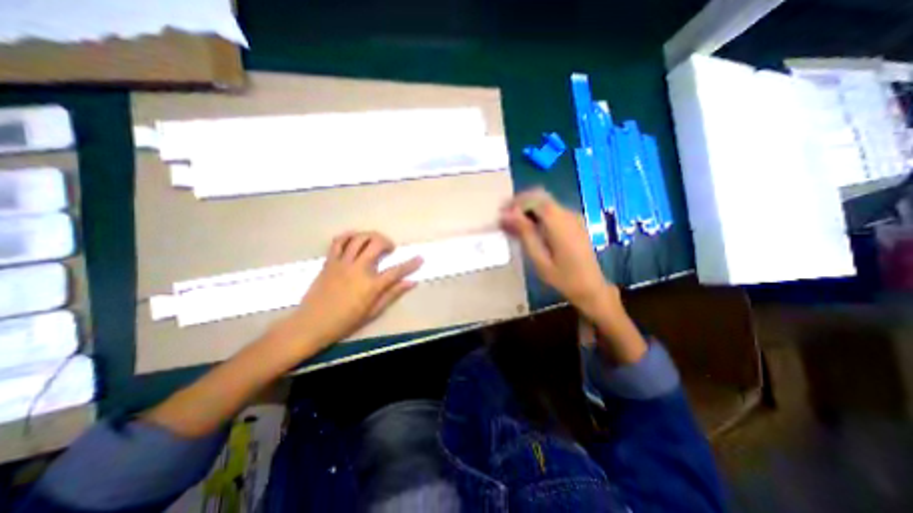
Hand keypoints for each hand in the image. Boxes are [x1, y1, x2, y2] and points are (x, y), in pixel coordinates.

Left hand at [279, 230, 424, 351]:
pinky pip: (338, 241)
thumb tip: (411, 282)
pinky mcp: (329, 261)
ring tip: (375, 242)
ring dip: (371, 236)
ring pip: (359, 238)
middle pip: (376, 244)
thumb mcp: (373, 311)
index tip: (420, 258)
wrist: (312, 324)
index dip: (411, 264)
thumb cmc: (345, 321)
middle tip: (390, 248)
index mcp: (371, 285)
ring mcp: (342, 263)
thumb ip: (392, 294)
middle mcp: (358, 269)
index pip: (396, 270)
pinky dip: (349, 236)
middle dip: (388, 242)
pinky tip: (355, 239)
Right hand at [499, 188, 620, 319]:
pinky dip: (537, 216)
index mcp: (559, 223)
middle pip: (540, 197)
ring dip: (527, 210)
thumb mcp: (539, 258)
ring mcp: (572, 218)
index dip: (515, 203)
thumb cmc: (563, 277)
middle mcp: (567, 214)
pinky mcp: (573, 223)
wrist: (590, 287)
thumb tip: (507, 214)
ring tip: (512, 225)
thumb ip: (525, 233)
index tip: (500, 214)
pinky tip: (527, 229)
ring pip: (545, 203)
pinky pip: (551, 212)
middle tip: (504, 218)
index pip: (535, 199)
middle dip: (520, 204)